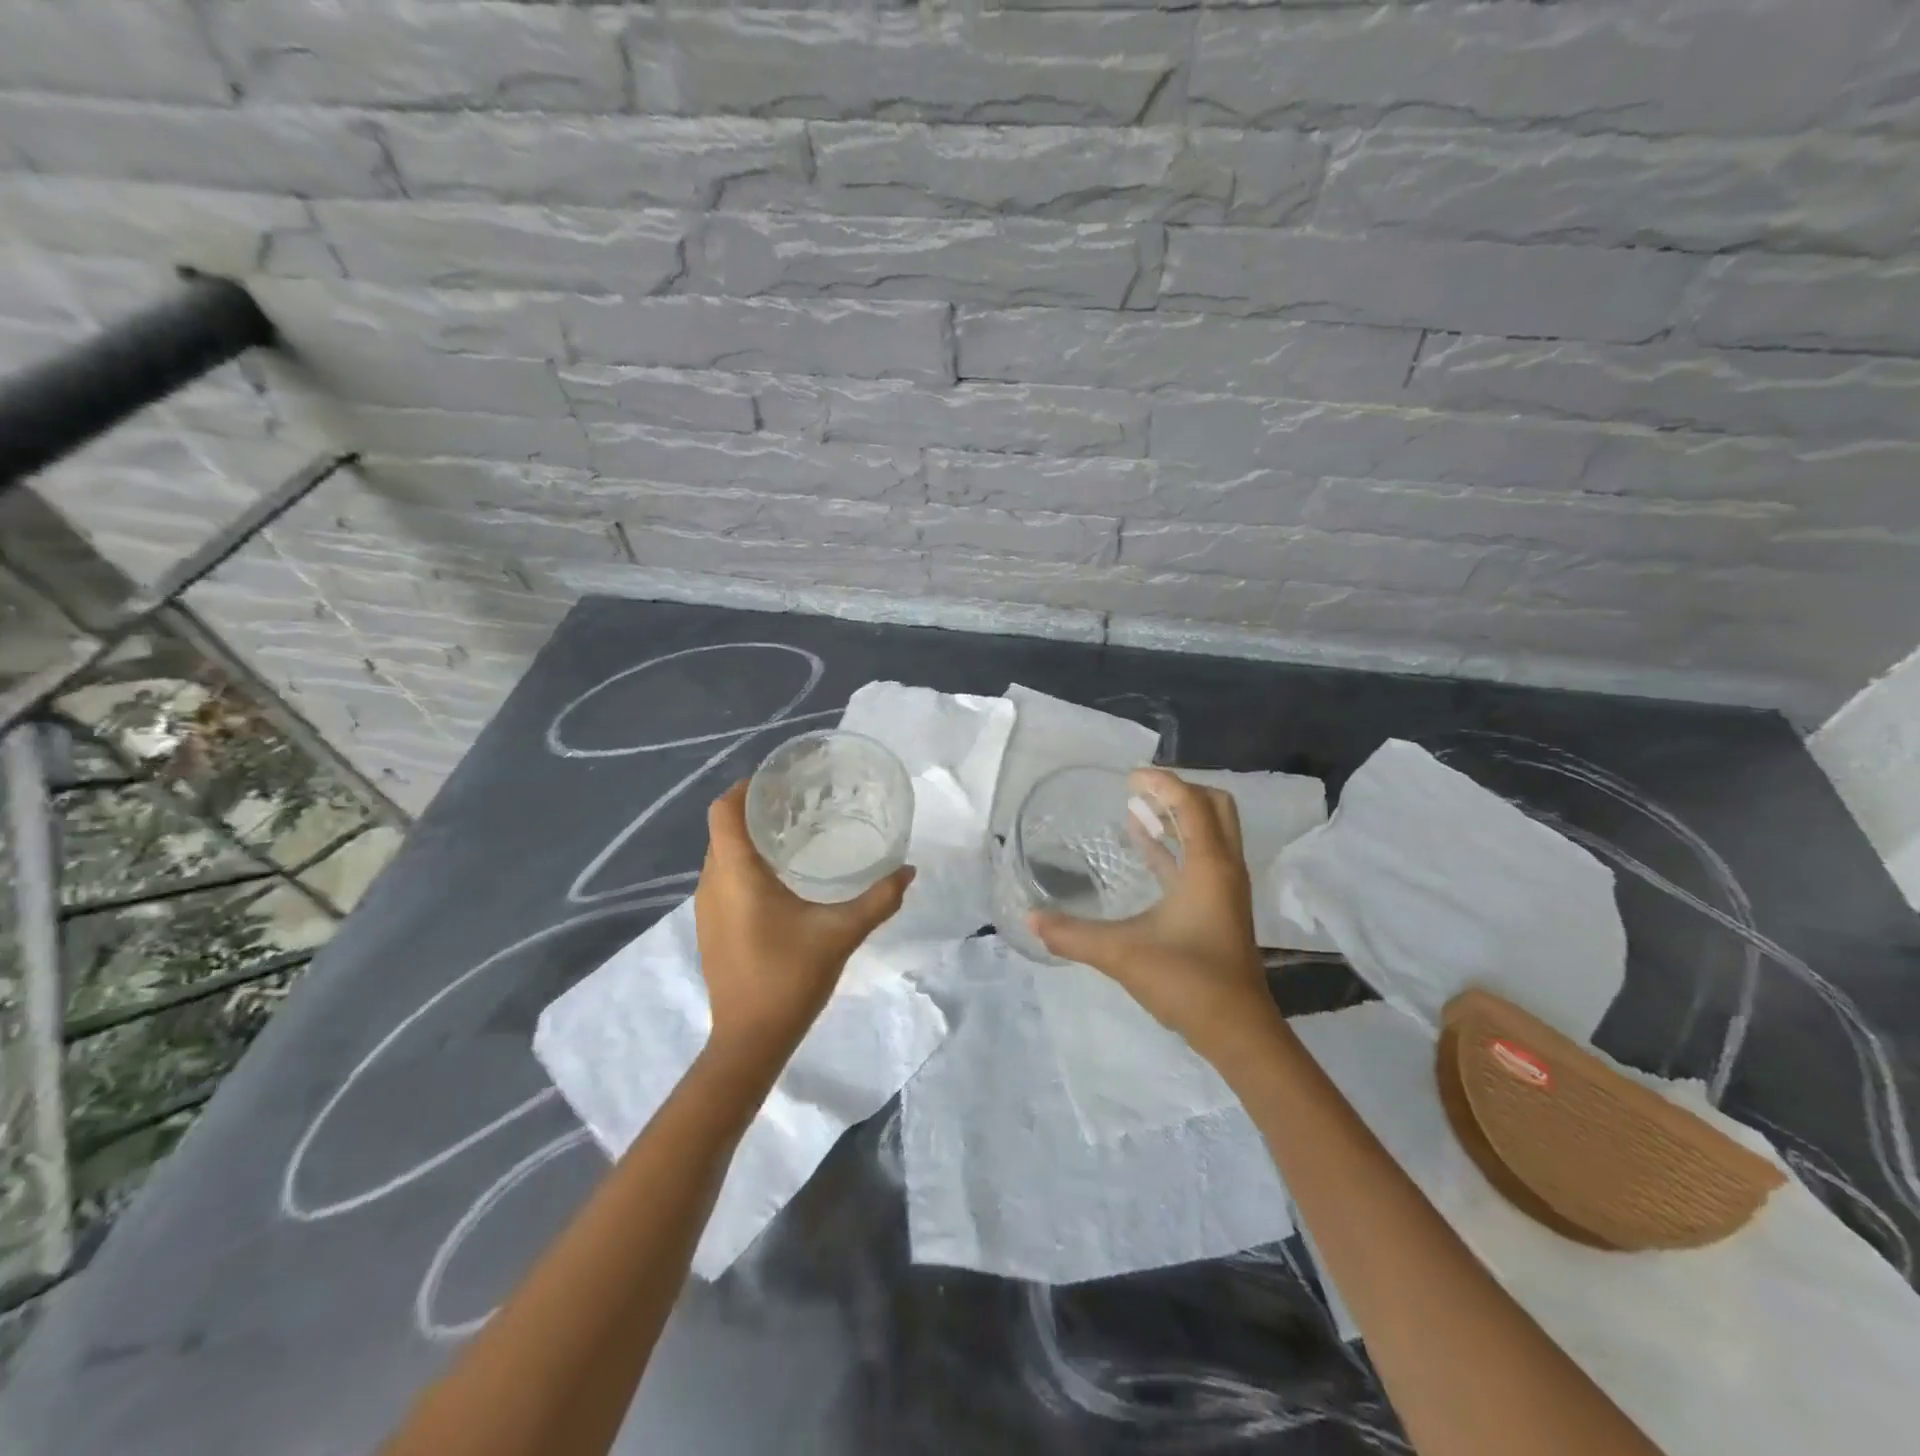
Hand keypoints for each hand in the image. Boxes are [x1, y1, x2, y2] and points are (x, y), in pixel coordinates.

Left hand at [694, 782, 914, 1059]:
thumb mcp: (842, 933)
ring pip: (722, 856)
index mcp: (736, 875)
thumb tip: (909, 870)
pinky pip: (723, 879)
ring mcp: (707, 909)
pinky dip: (745, 865)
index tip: (780, 781)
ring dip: (749, 839)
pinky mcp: (712, 928)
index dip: (745, 788)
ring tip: (794, 834)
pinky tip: (781, 879)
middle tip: (799, 803)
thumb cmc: (790, 978)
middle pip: (723, 830)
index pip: (724, 811)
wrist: (750, 1041)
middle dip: (755, 810)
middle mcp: (712, 884)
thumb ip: (879, 899)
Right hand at [1030, 768, 1272, 1056]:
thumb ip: (1073, 935)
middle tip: (1140, 791)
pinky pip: (1201, 859)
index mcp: (1209, 866)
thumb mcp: (1123, 954)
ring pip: (1211, 832)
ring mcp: (1225, 889)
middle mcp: (1224, 868)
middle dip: (1179, 792)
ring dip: (1179, 817)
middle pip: (1214, 807)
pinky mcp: (1220, 908)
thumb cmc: (1187, 982)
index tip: (1128, 777)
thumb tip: (1030, 919)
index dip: (1162, 783)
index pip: (1191, 804)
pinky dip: (1176, 845)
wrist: (1238, 1032)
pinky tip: (1146, 848)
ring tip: (1137, 811)